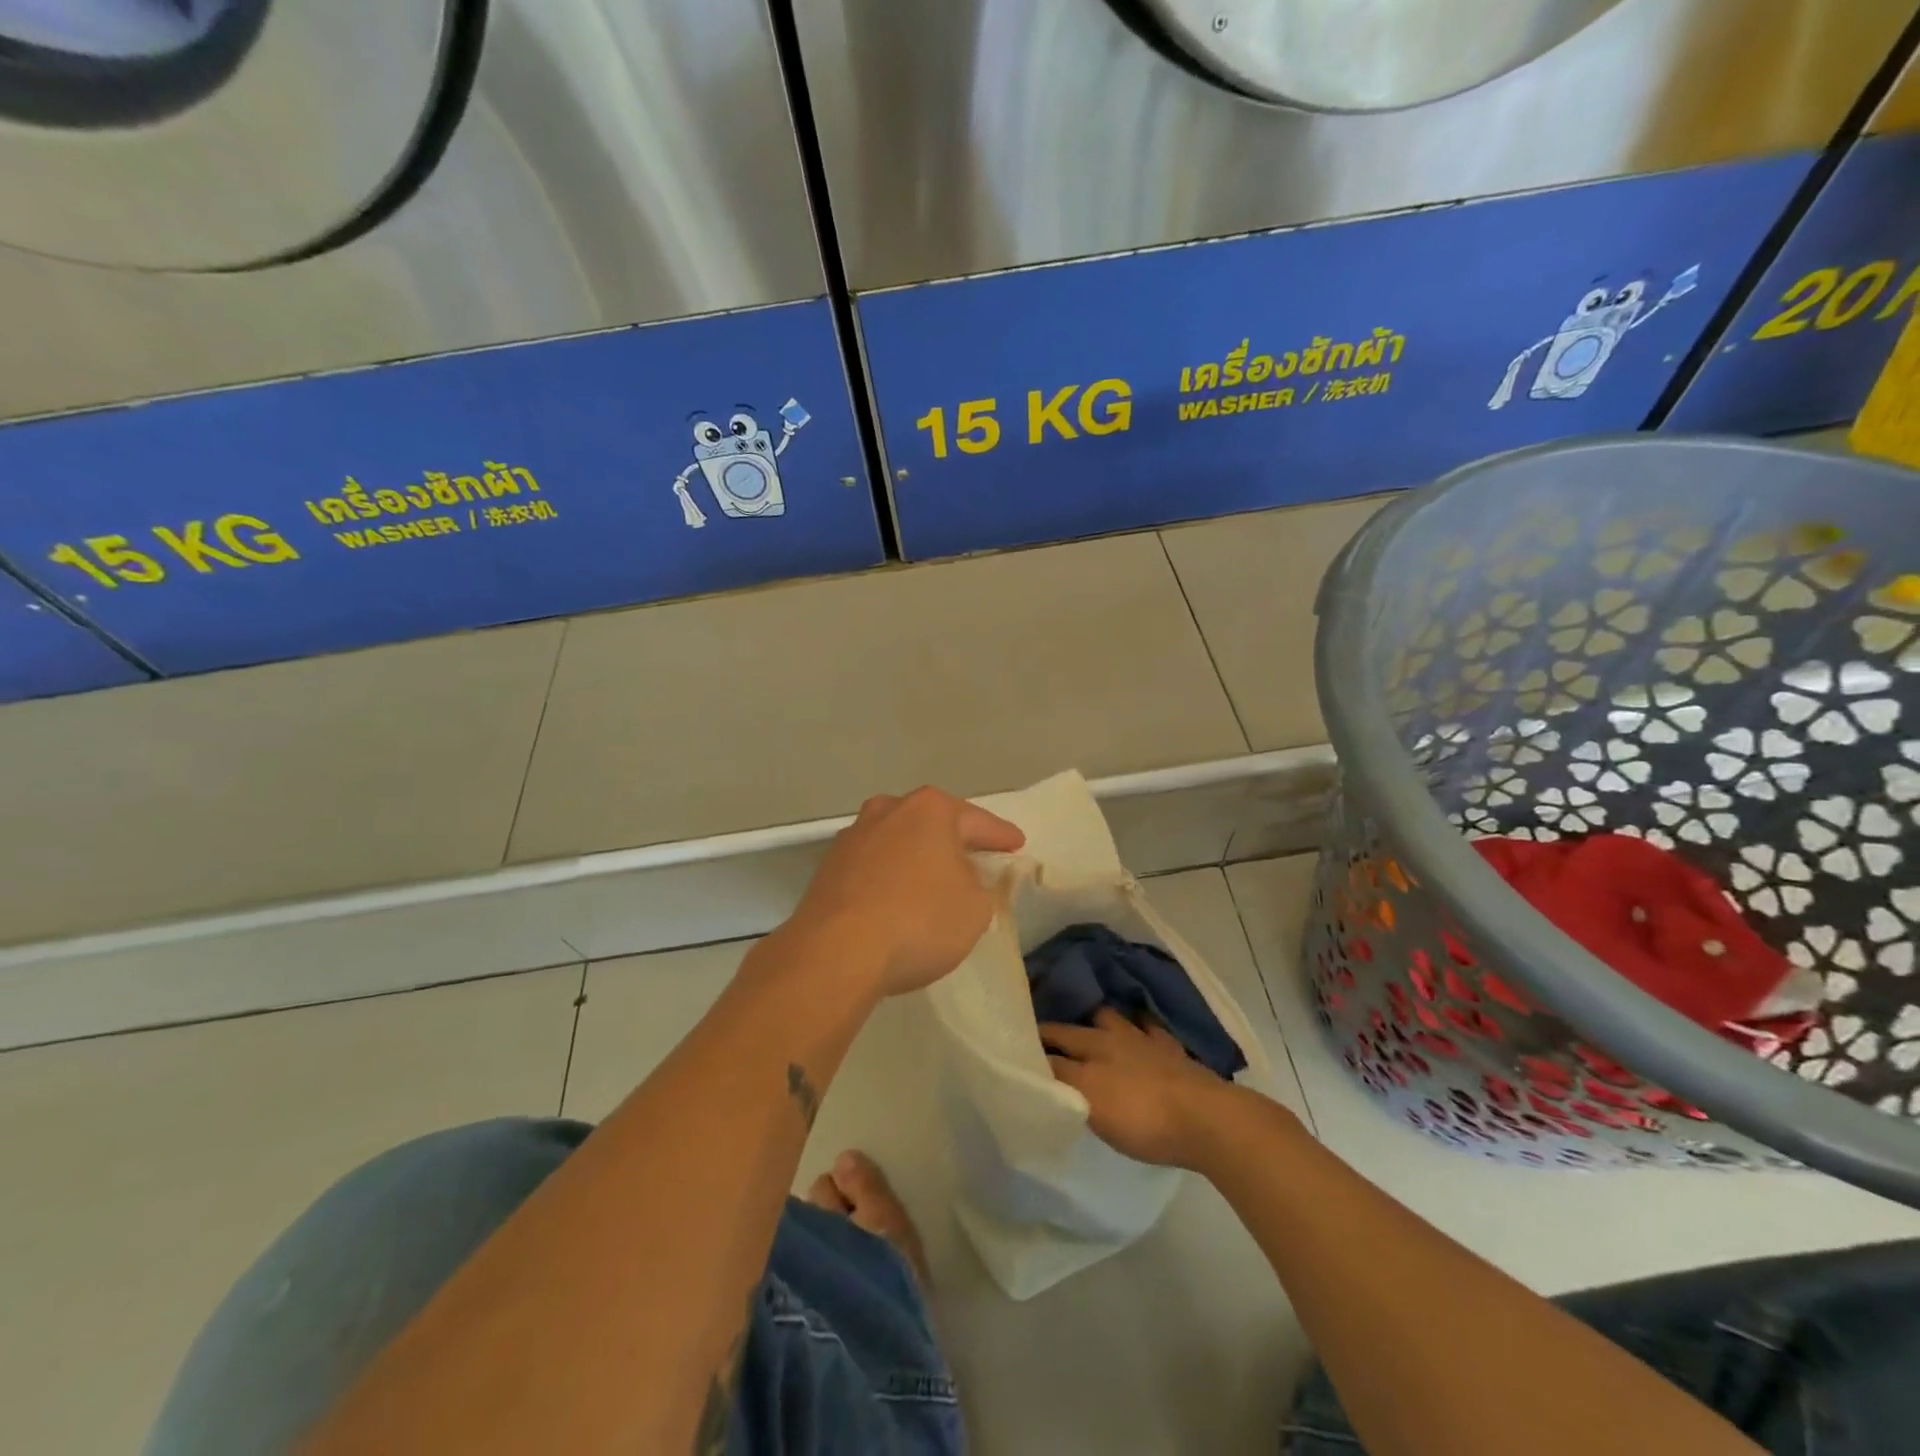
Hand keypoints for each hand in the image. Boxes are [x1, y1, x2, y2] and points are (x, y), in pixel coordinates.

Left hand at [788, 787, 1025, 997]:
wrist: (836, 952)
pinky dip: (890, 878)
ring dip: (917, 858)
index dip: (1001, 836)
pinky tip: (897, 900)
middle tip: (976, 859)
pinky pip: (874, 866)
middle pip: (932, 823)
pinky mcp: (829, 867)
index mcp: (930, 810)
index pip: (978, 821)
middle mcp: (888, 810)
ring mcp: (853, 836)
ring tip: (934, 881)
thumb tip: (964, 877)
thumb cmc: (919, 921)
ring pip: (898, 842)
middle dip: (954, 841)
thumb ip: (981, 884)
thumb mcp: (976, 907)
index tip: (1017, 844)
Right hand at [1042, 1009, 1237, 1168]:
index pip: (1054, 1043)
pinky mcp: (1173, 1051)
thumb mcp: (1091, 1106)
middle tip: (1044, 1030)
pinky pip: (1151, 1030)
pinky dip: (1141, 1027)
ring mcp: (1146, 1042)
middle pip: (1079, 1028)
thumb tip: (1035, 1067)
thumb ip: (1062, 1084)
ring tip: (1089, 1022)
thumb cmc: (1141, 1118)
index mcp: (1091, 1050)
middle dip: (1060, 1027)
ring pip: (1115, 1019)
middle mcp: (1113, 1038)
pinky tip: (1139, 1029)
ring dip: (1099, 1019)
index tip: (1017, 1041)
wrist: (1203, 1118)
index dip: (1035, 1042)